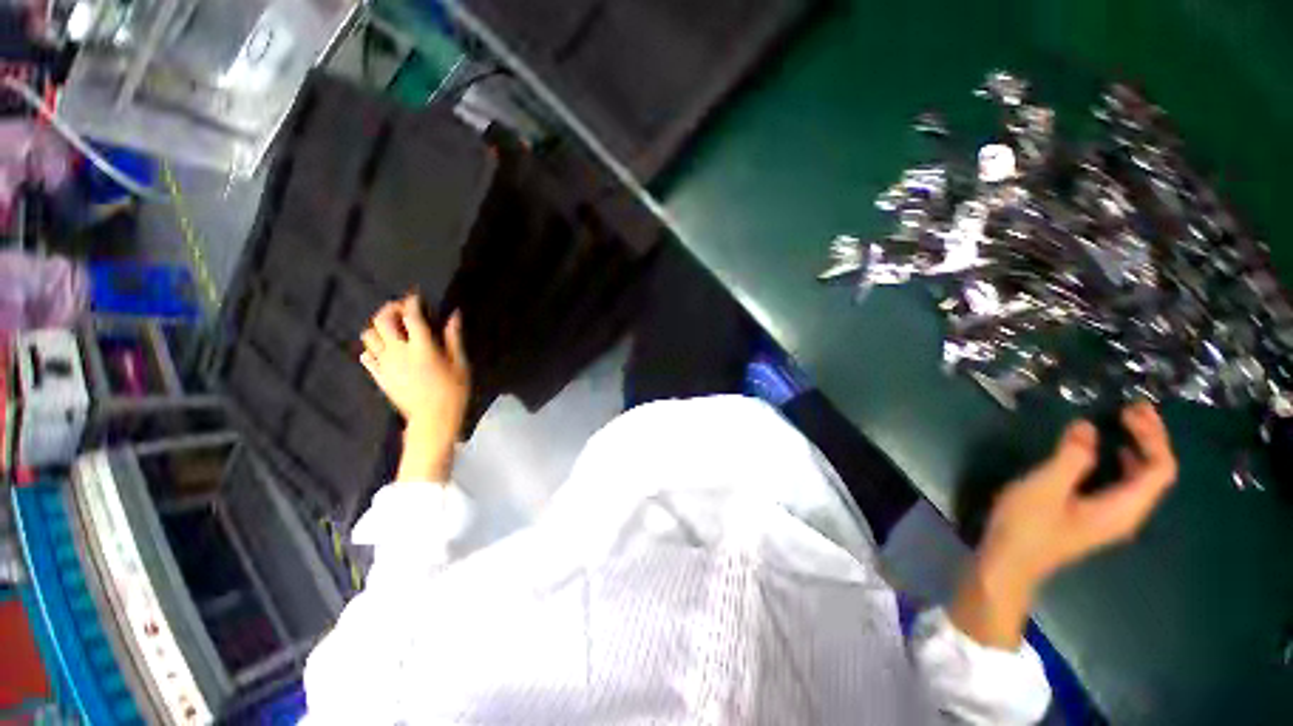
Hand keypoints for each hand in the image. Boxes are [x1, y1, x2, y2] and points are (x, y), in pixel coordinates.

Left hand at [360, 295, 469, 480]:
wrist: (432, 420)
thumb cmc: (453, 391)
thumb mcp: (460, 364)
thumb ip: (454, 338)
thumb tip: (454, 315)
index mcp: (421, 347)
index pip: (410, 315)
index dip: (411, 301)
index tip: (416, 296)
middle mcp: (397, 351)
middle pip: (382, 321)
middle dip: (390, 309)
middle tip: (401, 309)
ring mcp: (384, 364)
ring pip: (369, 336)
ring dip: (378, 327)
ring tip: (392, 329)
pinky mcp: (378, 376)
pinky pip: (366, 356)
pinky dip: (373, 348)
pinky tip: (384, 349)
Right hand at [980, 401, 1177, 587]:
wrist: (1008, 563)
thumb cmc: (1027, 526)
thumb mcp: (1046, 487)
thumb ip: (1072, 457)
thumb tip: (1088, 428)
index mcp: (1123, 508)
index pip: (1160, 470)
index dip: (1153, 437)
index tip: (1131, 411)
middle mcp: (1126, 514)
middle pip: (1155, 474)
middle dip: (1149, 439)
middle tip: (1130, 410)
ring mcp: (1110, 518)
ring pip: (1141, 481)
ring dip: (1137, 449)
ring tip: (1122, 425)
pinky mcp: (1094, 517)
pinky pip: (1123, 486)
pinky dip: (1121, 463)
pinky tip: (1105, 453)